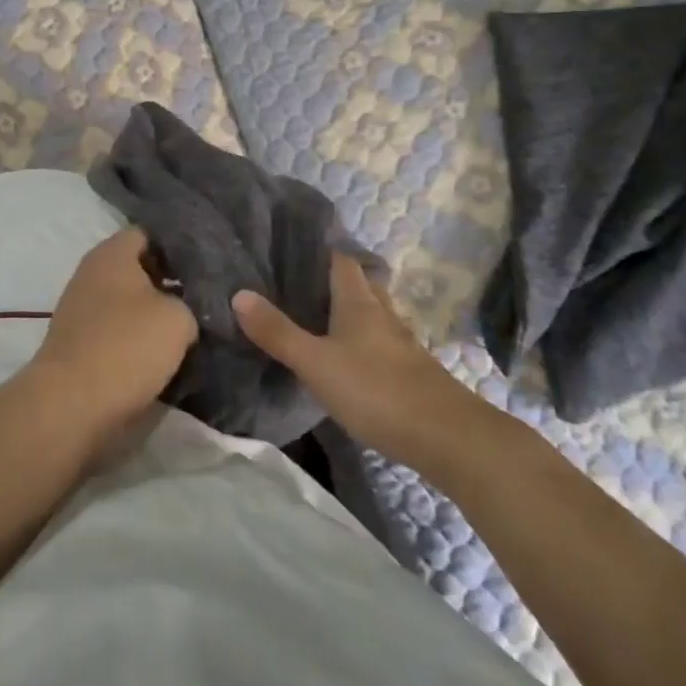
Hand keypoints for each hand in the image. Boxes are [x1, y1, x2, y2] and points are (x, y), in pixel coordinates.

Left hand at [24, 229, 197, 445]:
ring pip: (128, 301)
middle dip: (170, 280)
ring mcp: (81, 308)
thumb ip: (191, 302)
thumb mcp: (179, 318)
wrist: (71, 406)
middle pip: (139, 267)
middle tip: (205, 296)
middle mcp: (92, 272)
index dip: (180, 246)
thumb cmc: (126, 347)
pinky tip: (163, 353)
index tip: (208, 263)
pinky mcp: (79, 342)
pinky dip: (136, 338)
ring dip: (154, 313)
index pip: (151, 233)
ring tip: (191, 326)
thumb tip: (188, 307)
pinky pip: (116, 329)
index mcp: (112, 252)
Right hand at [233, 253, 481, 466]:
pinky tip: (345, 359)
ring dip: (347, 312)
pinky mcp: (410, 371)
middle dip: (331, 281)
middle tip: (295, 285)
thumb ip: (278, 332)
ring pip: (370, 314)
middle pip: (358, 284)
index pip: (340, 259)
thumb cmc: (377, 390)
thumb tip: (239, 293)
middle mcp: (382, 313)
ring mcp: (400, 343)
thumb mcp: (316, 363)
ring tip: (315, 318)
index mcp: (359, 301)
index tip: (289, 248)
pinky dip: (360, 341)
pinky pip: (379, 343)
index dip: (319, 250)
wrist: (447, 438)